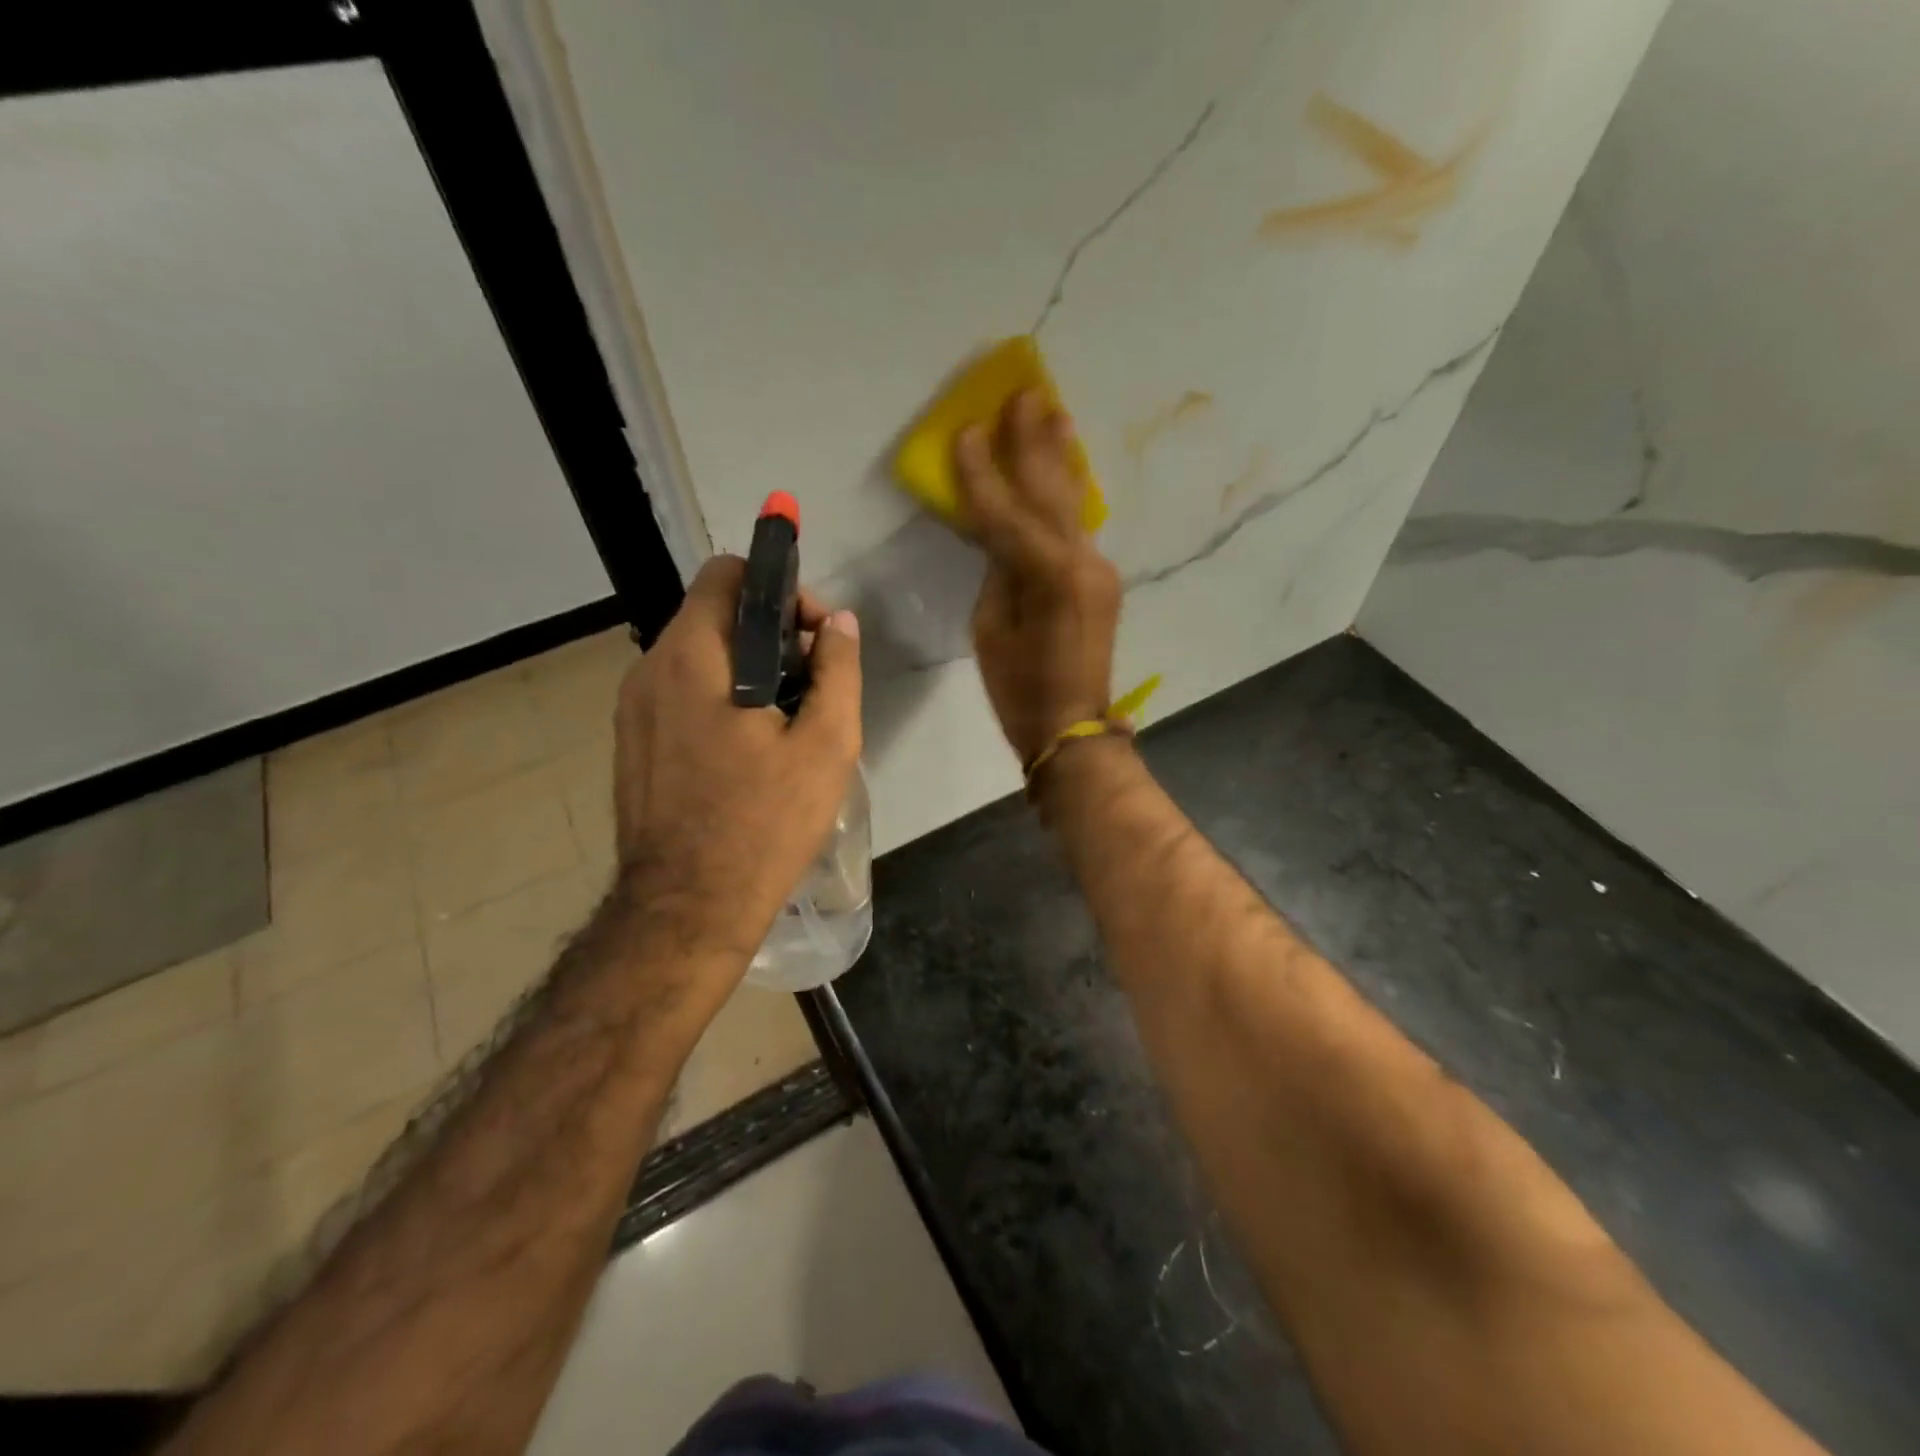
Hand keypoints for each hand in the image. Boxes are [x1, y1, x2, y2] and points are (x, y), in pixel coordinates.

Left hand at [610, 557, 861, 976]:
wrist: (687, 909)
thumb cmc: (764, 824)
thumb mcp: (826, 745)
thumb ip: (838, 671)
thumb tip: (840, 624)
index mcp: (693, 658)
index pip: (727, 575)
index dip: (779, 588)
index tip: (815, 634)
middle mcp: (649, 670)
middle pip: (713, 615)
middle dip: (770, 632)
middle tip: (813, 681)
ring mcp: (632, 710)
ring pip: (697, 656)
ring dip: (746, 666)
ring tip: (787, 718)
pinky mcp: (631, 744)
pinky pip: (679, 694)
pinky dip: (718, 696)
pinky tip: (749, 748)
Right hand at [956, 389, 1121, 765]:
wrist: (1073, 726)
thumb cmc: (1020, 690)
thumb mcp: (990, 631)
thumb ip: (997, 574)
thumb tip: (1000, 540)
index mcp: (1048, 578)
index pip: (1006, 514)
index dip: (983, 473)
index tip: (967, 430)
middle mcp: (1081, 563)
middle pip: (1050, 493)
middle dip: (1033, 443)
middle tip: (1025, 392)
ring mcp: (1097, 570)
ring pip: (1072, 504)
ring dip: (1061, 457)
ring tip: (1055, 410)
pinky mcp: (1101, 581)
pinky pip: (1078, 527)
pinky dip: (1066, 495)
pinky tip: (1065, 467)